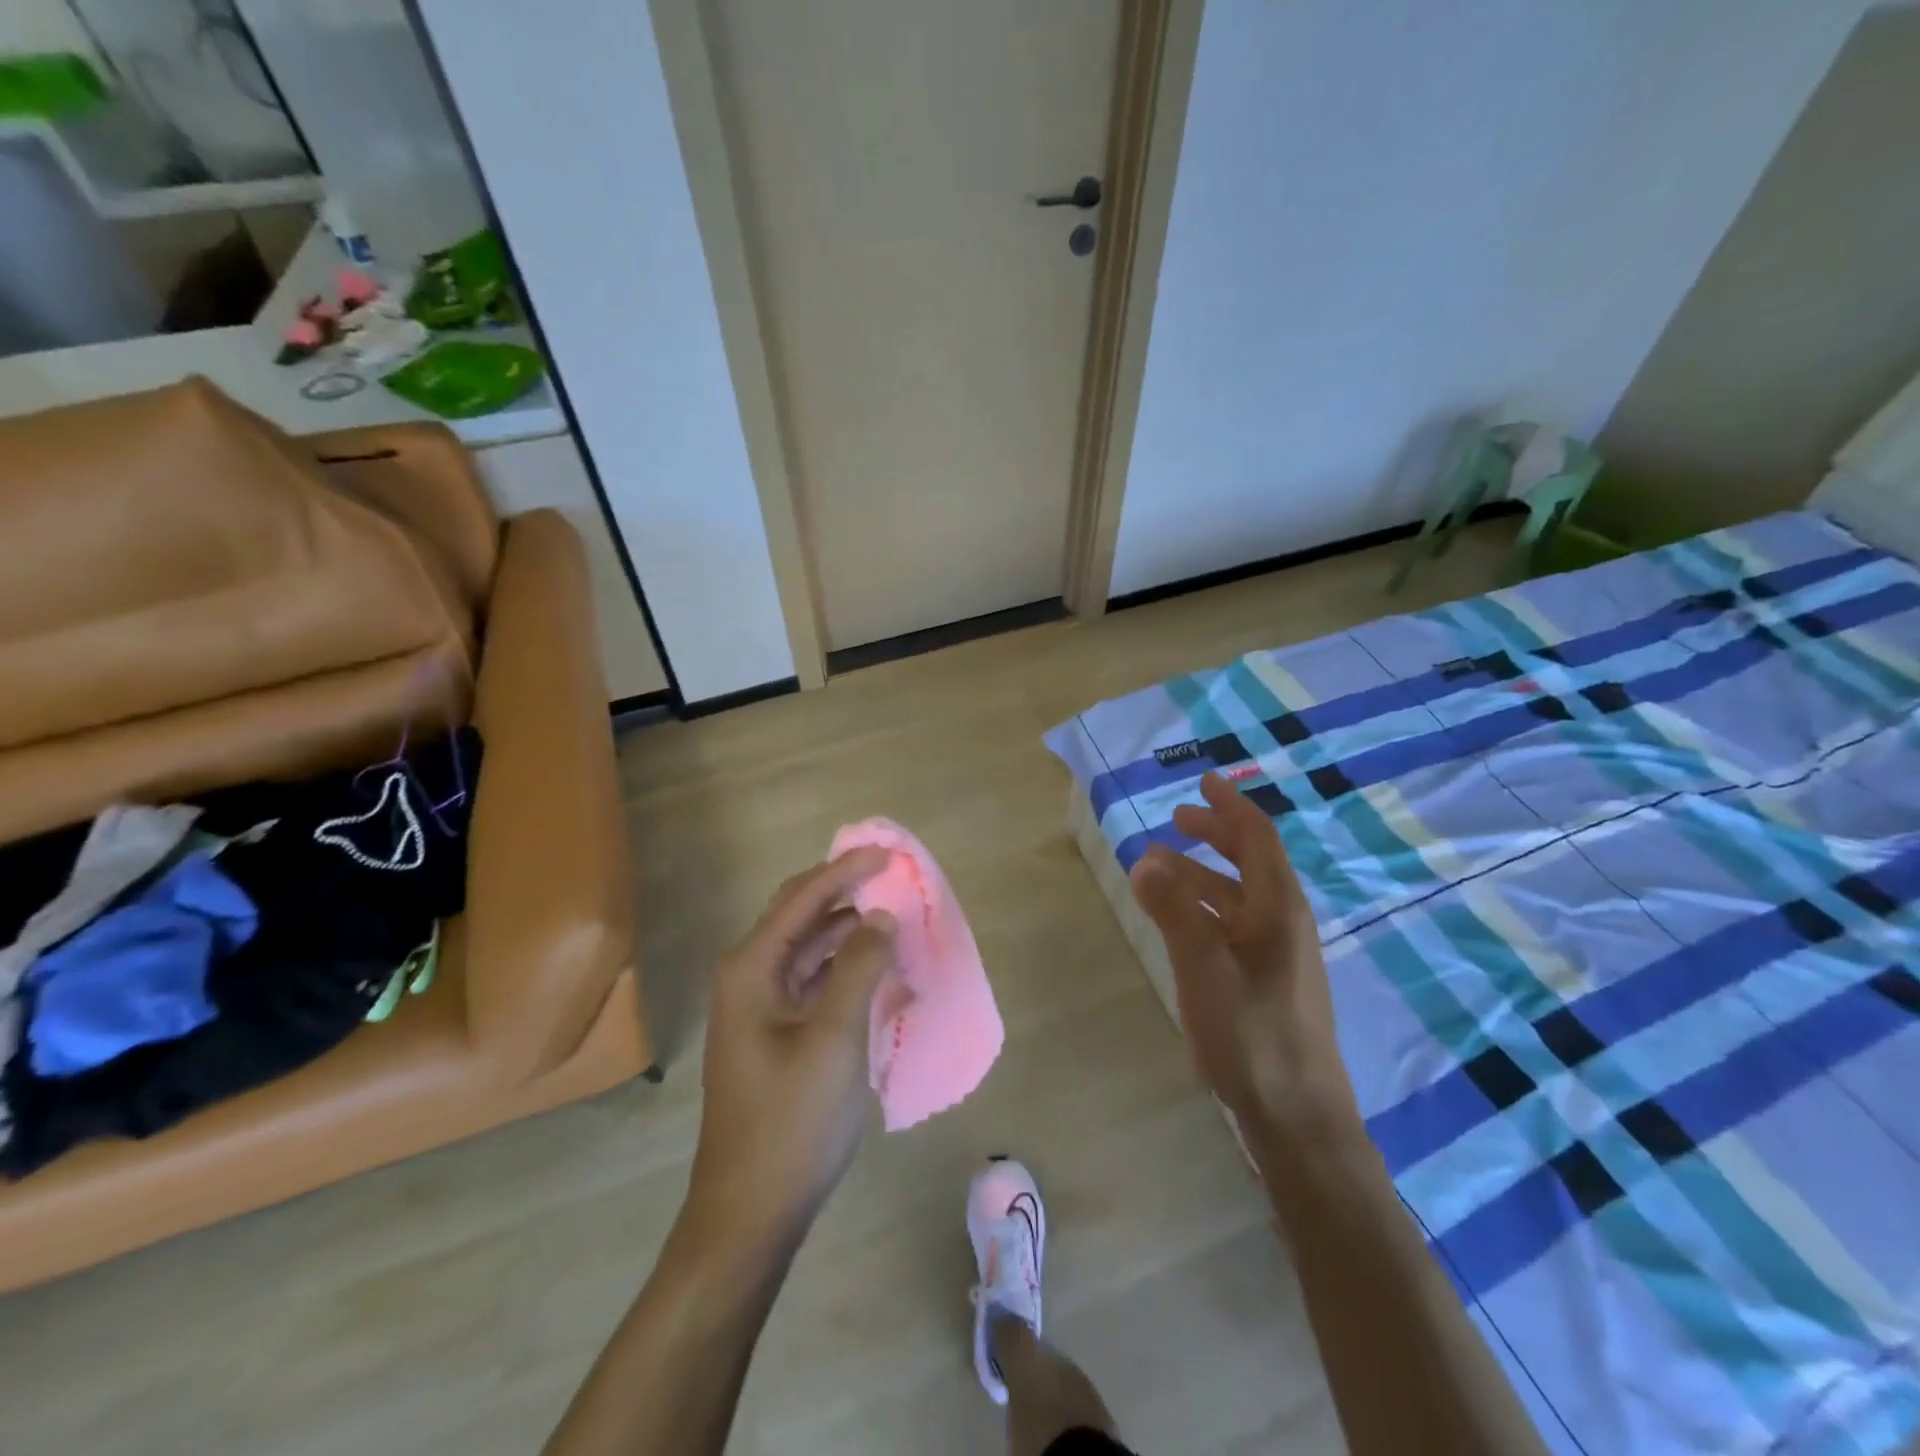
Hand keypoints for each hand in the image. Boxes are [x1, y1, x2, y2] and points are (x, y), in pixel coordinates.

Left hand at [686, 849, 898, 1252]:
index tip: (888, 852)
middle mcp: (749, 977)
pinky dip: (844, 966)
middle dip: (844, 891)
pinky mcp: (776, 1034)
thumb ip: (859, 968)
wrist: (750, 1214)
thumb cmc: (791, 1122)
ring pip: (809, 949)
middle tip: (891, 876)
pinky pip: (813, 981)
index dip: (845, 870)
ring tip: (892, 918)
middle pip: (800, 916)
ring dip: (848, 929)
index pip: (802, 899)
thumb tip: (881, 917)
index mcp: (751, 969)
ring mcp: (760, 1007)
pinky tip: (876, 967)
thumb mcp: (834, 1039)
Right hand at [1128, 772, 1358, 1133]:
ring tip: (1160, 868)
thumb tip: (1144, 857)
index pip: (1258, 838)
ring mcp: (1279, 954)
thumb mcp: (1203, 967)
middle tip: (1177, 819)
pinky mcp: (1268, 982)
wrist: (1298, 1119)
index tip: (1203, 782)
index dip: (1230, 806)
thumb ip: (1174, 910)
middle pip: (1252, 861)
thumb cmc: (1252, 1035)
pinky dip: (1206, 907)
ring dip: (1203, 873)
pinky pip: (1235, 924)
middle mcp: (1285, 922)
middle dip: (1216, 834)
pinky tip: (1181, 921)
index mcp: (1279, 908)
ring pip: (1240, 895)